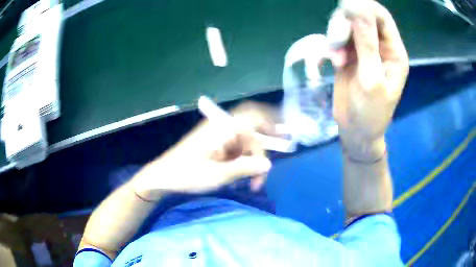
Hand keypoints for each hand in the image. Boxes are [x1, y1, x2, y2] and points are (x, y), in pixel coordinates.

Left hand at [132, 102, 276, 200]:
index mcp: (222, 129)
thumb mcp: (217, 175)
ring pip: (245, 146)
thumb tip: (268, 163)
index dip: (272, 121)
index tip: (285, 137)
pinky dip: (243, 164)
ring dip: (252, 163)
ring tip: (252, 184)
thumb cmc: (186, 174)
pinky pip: (236, 152)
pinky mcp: (216, 147)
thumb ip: (245, 168)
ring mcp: (219, 138)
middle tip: (262, 176)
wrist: (163, 177)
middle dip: (260, 155)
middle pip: (252, 135)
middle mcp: (222, 129)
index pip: (253, 116)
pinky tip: (242, 179)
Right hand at [330, 0, 408, 159]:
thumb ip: (365, 42)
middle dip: (346, 23)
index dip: (364, 7)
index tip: (346, 12)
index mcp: (393, 51)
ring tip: (336, 56)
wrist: (356, 131)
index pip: (381, 16)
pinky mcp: (349, 54)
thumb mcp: (371, 79)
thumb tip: (355, 5)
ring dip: (337, 34)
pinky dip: (333, 44)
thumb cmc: (371, 113)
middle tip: (336, 40)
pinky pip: (338, 37)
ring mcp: (363, 48)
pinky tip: (334, 61)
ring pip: (347, 24)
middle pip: (361, 15)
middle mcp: (380, 45)